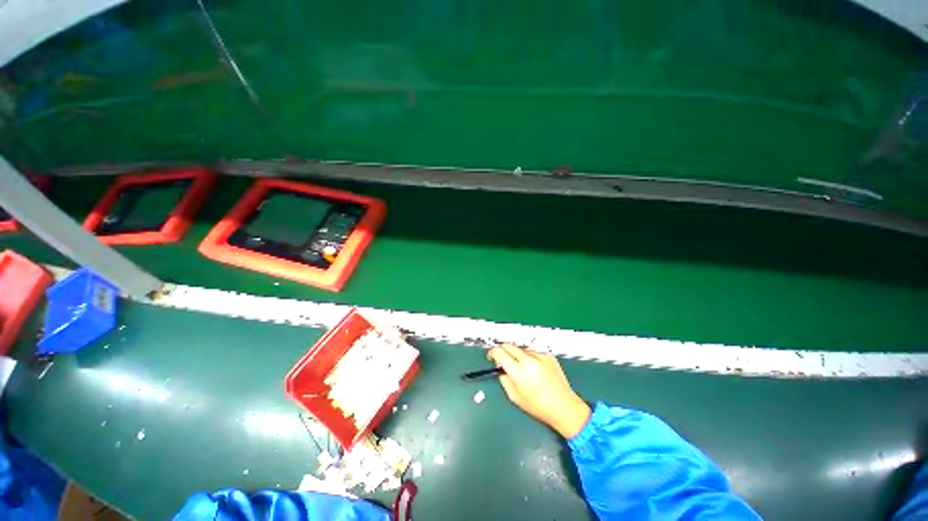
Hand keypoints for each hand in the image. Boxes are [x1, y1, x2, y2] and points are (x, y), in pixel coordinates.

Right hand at [488, 344, 590, 438]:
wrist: (564, 407)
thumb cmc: (538, 406)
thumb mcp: (515, 397)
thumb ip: (504, 379)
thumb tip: (500, 367)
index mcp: (519, 371)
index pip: (499, 352)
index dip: (492, 353)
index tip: (492, 356)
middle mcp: (529, 360)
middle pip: (508, 345)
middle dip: (503, 351)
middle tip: (503, 360)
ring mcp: (540, 355)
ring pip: (520, 348)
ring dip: (517, 354)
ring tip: (523, 368)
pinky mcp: (548, 355)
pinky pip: (533, 351)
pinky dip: (530, 357)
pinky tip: (535, 369)